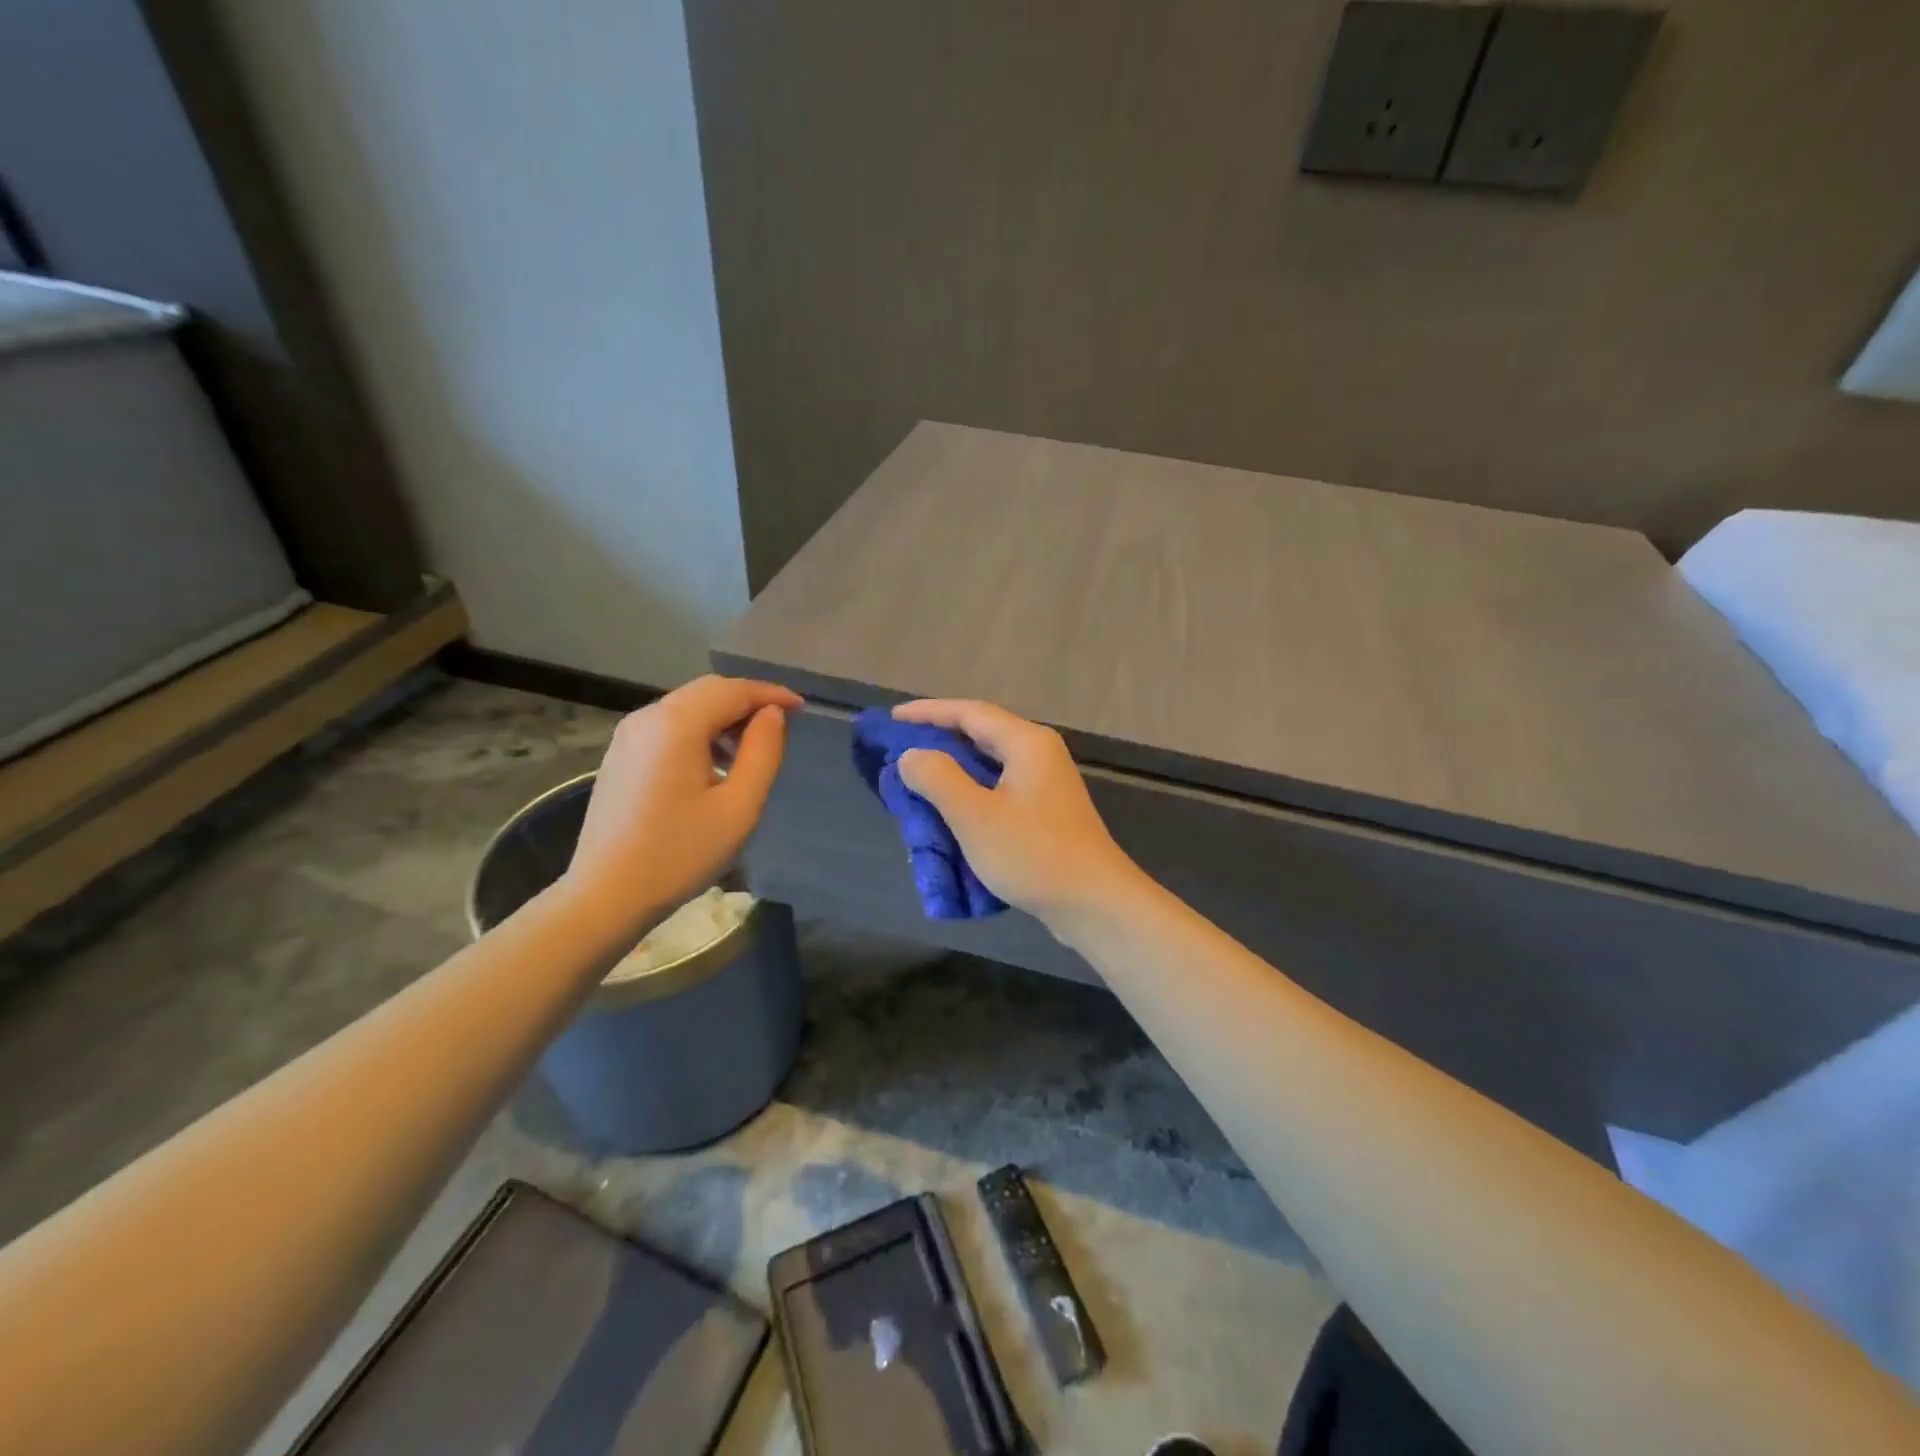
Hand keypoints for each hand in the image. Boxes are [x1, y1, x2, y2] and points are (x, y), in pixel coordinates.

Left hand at [564, 676, 801, 937]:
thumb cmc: (679, 853)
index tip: (801, 709)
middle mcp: (648, 717)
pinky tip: (714, 765)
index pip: (733, 690)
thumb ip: (763, 753)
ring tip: (751, 751)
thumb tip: (772, 715)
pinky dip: (699, 732)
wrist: (605, 895)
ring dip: (723, 718)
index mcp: (677, 724)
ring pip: (687, 707)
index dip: (771, 694)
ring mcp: (628, 736)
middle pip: (707, 692)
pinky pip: (668, 727)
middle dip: (747, 702)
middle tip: (781, 727)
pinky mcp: (620, 756)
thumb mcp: (738, 807)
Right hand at [893, 699, 1140, 927]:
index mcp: (1027, 743)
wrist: (1094, 903)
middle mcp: (1039, 753)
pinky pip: (999, 786)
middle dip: (940, 737)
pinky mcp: (1046, 810)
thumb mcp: (976, 816)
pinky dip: (971, 789)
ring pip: (990, 762)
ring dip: (954, 766)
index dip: (928, 712)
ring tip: (919, 775)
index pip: (969, 712)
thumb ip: (938, 778)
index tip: (892, 719)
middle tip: (900, 746)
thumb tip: (912, 756)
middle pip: (982, 732)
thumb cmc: (1034, 855)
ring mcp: (1046, 783)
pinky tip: (951, 807)